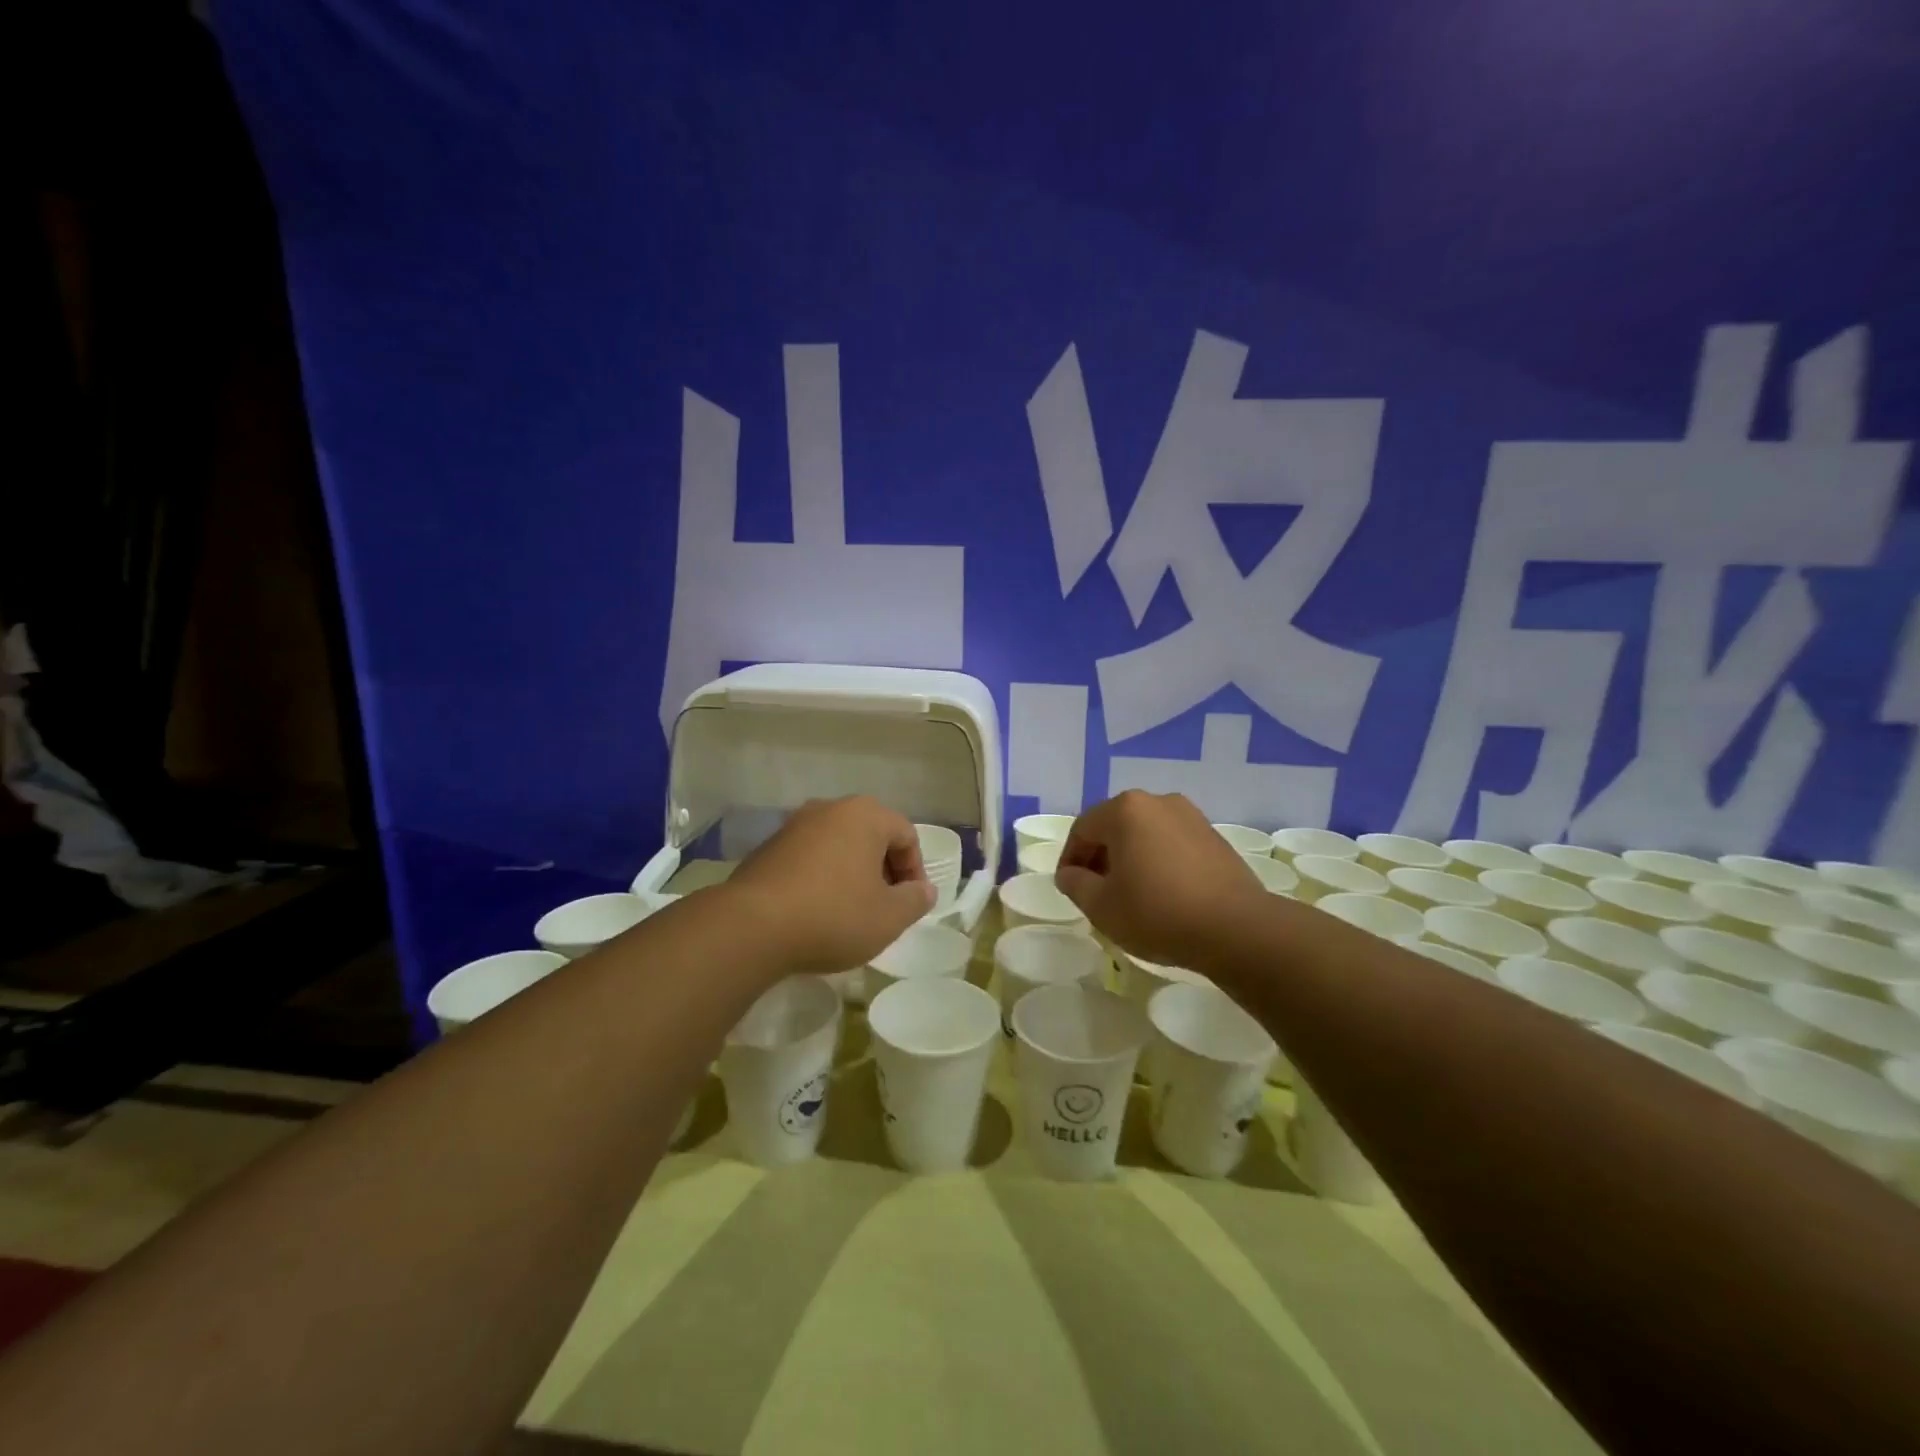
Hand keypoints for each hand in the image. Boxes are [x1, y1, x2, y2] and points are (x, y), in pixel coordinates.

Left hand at [726, 797, 936, 974]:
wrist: (751, 927)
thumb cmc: (833, 915)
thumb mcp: (889, 917)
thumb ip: (915, 900)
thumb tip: (924, 889)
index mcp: (865, 815)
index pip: (906, 835)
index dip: (915, 870)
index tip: (910, 903)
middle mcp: (830, 809)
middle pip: (871, 835)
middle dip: (884, 869)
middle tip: (885, 905)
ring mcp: (794, 825)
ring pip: (839, 845)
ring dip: (852, 872)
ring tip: (851, 910)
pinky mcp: (768, 848)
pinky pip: (809, 857)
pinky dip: (822, 877)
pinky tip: (816, 910)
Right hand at [1054, 791, 1266, 965]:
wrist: (1236, 928)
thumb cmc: (1157, 912)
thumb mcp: (1101, 906)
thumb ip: (1076, 884)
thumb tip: (1071, 874)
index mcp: (1125, 810)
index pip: (1082, 829)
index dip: (1070, 859)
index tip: (1069, 888)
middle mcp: (1158, 801)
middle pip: (1115, 826)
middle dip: (1100, 857)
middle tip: (1096, 891)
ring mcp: (1191, 816)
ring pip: (1145, 834)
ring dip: (1130, 858)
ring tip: (1130, 895)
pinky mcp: (1214, 837)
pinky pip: (1172, 843)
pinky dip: (1158, 861)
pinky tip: (1162, 894)